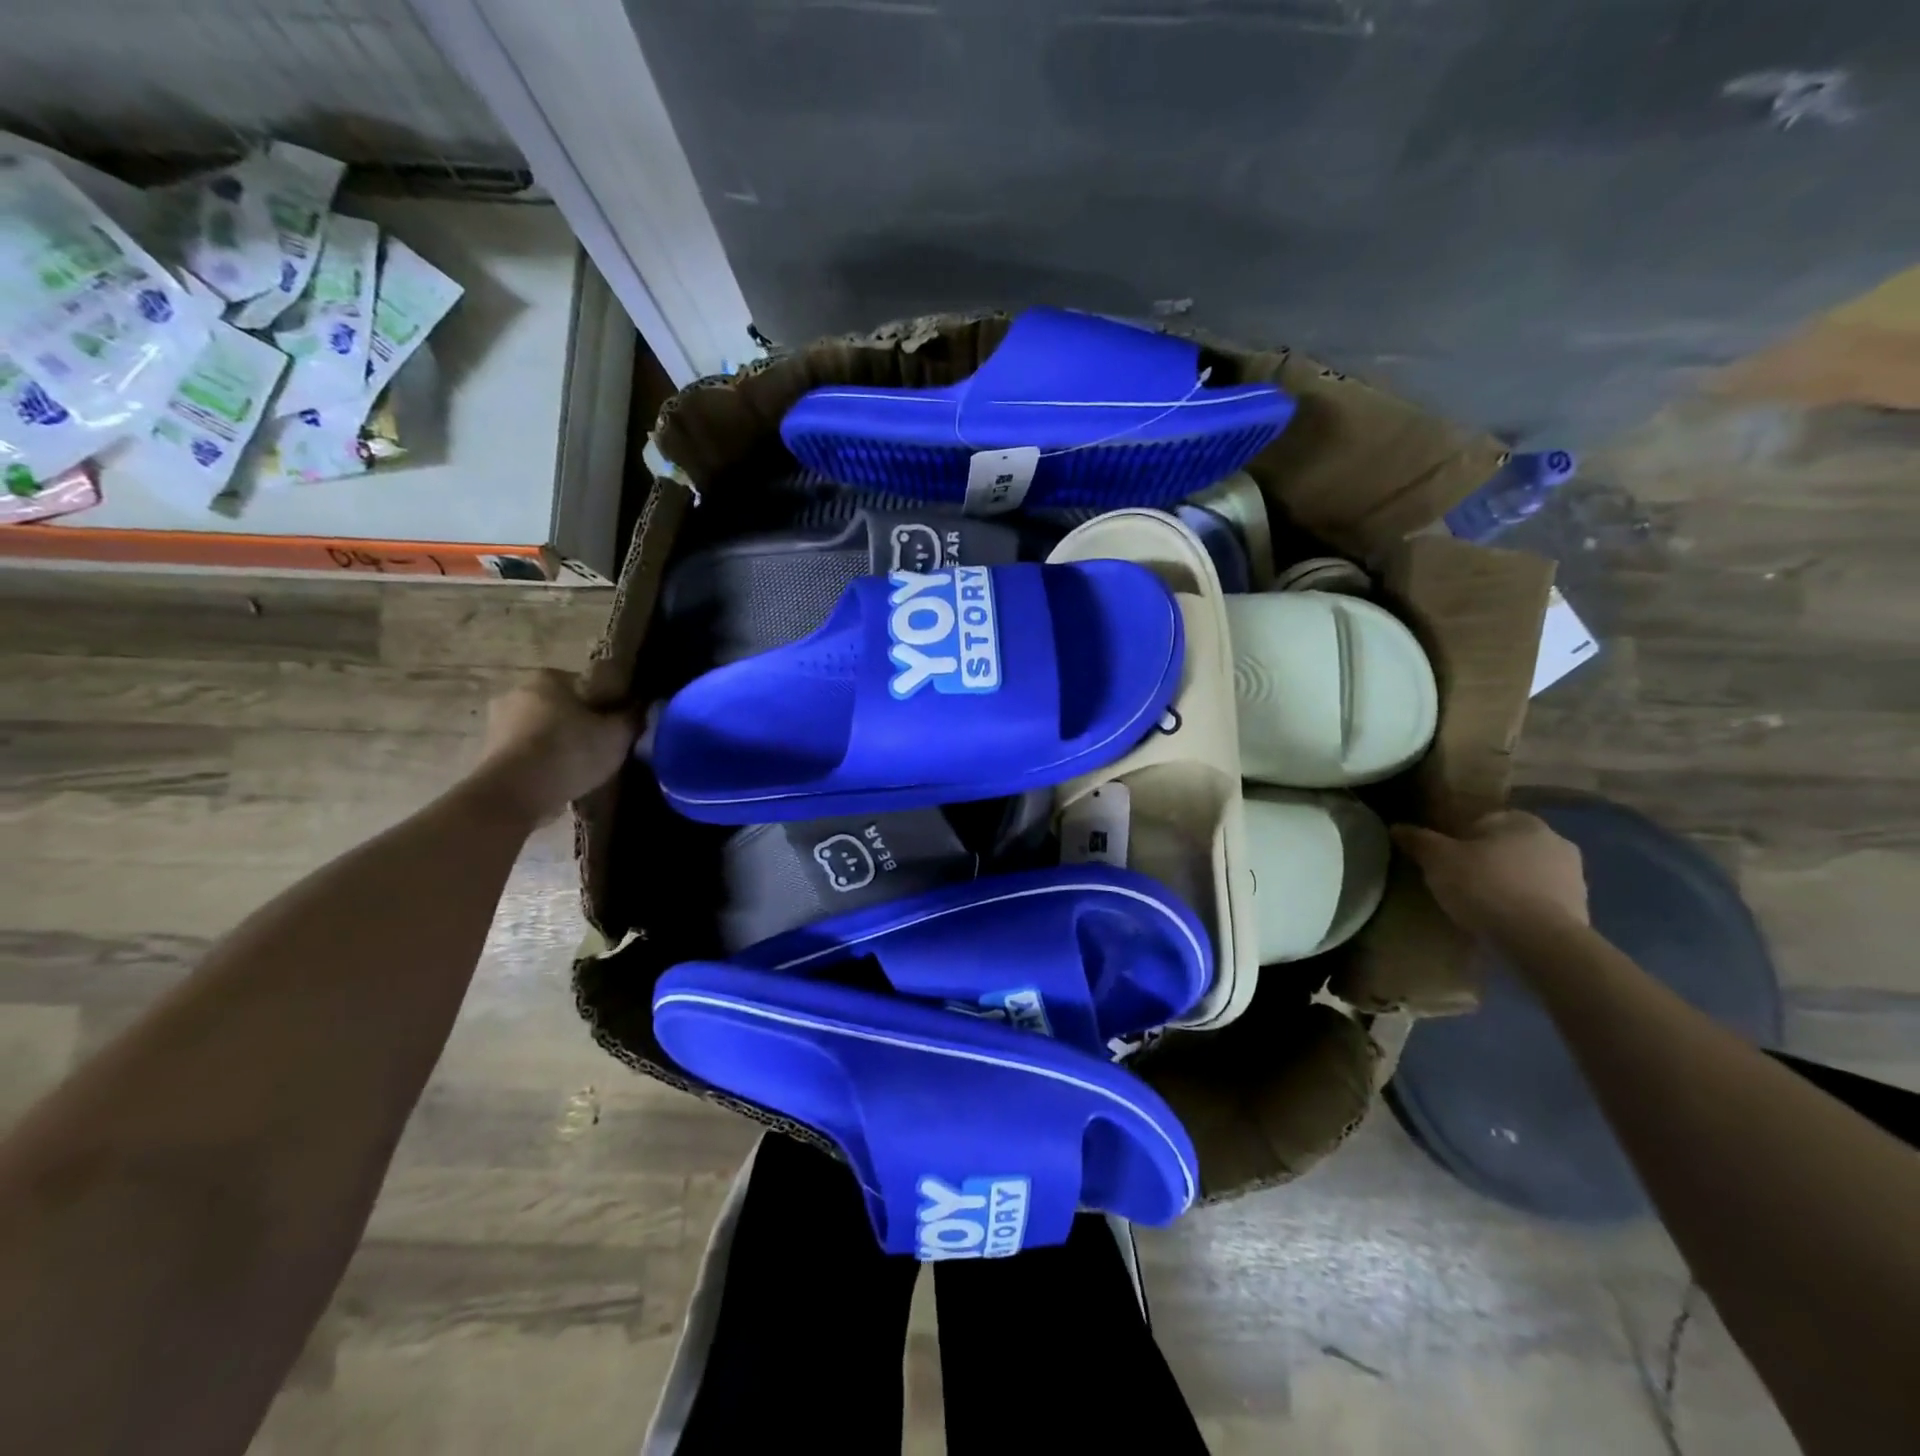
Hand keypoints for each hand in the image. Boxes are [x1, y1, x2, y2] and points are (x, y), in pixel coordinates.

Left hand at [470, 671, 637, 824]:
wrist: (514, 793)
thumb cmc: (570, 751)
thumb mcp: (617, 735)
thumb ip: (632, 718)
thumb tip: (641, 708)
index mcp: (549, 678)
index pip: (586, 685)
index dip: (605, 706)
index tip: (615, 728)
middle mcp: (518, 691)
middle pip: (560, 707)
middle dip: (578, 725)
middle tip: (600, 750)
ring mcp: (497, 722)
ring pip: (541, 731)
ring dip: (557, 745)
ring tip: (578, 771)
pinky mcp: (487, 752)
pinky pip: (525, 753)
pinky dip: (539, 764)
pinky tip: (556, 781)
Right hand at [1392, 811, 1588, 935]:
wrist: (1540, 941)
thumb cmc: (1485, 886)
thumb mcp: (1437, 860)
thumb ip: (1418, 840)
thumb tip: (1397, 827)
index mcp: (1519, 820)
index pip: (1481, 820)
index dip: (1457, 837)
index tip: (1442, 858)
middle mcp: (1553, 839)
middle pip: (1505, 845)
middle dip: (1485, 858)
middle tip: (1458, 880)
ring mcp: (1573, 874)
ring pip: (1525, 871)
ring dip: (1507, 881)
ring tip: (1480, 904)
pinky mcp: (1581, 907)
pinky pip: (1540, 898)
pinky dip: (1523, 904)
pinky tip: (1503, 920)